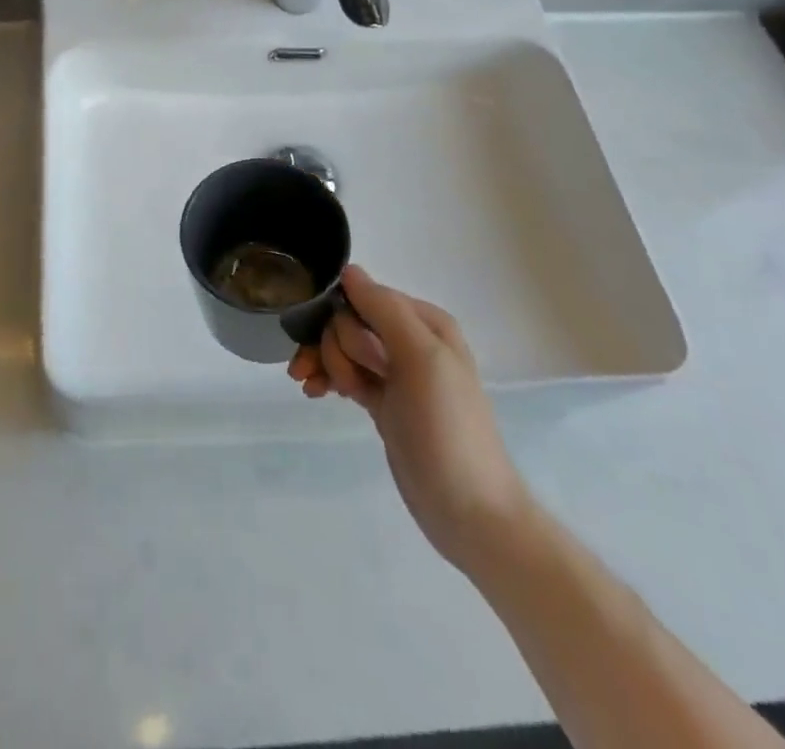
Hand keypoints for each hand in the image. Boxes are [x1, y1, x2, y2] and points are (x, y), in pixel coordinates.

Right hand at [289, 265, 531, 572]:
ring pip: (343, 348)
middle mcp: (410, 341)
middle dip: (337, 349)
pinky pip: (346, 375)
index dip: (343, 321)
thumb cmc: (447, 430)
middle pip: (349, 323)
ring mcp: (397, 374)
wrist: (470, 514)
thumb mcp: (421, 359)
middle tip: (351, 384)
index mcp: (425, 322)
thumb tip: (349, 271)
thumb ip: (385, 310)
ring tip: (317, 389)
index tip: (343, 353)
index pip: (364, 296)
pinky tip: (313, 392)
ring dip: (326, 364)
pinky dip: (328, 379)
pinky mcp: (386, 403)